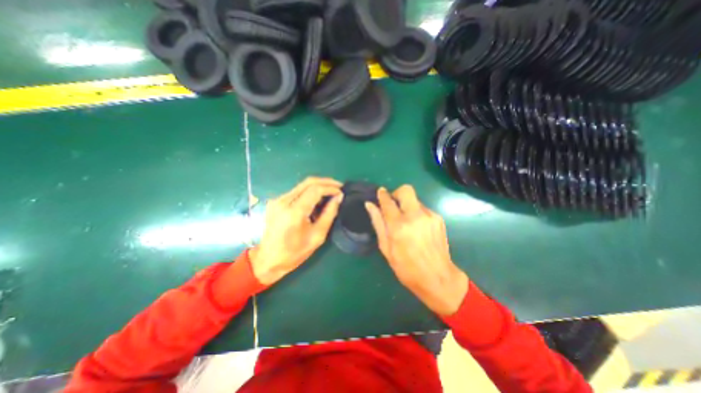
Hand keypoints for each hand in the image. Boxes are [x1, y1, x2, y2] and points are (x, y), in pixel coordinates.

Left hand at [250, 179, 343, 285]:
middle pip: (308, 182)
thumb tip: (339, 197)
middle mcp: (283, 201)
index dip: (330, 188)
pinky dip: (309, 192)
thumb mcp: (317, 236)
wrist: (268, 260)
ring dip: (318, 186)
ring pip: (302, 185)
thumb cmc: (295, 252)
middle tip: (339, 187)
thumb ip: (329, 214)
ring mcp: (277, 200)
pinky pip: (296, 191)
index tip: (341, 192)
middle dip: (326, 182)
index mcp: (294, 212)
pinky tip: (317, 199)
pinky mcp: (276, 201)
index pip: (315, 190)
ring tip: (330, 193)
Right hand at [365, 185, 466, 315]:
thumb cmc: (406, 268)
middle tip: (393, 205)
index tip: (380, 192)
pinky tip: (417, 228)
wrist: (438, 278)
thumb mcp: (386, 248)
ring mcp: (429, 216)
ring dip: (407, 205)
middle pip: (406, 190)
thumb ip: (378, 223)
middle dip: (397, 193)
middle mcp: (415, 216)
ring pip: (415, 199)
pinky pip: (423, 208)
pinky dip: (416, 213)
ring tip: (406, 222)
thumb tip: (370, 205)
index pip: (388, 201)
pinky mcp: (438, 219)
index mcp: (399, 226)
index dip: (382, 195)